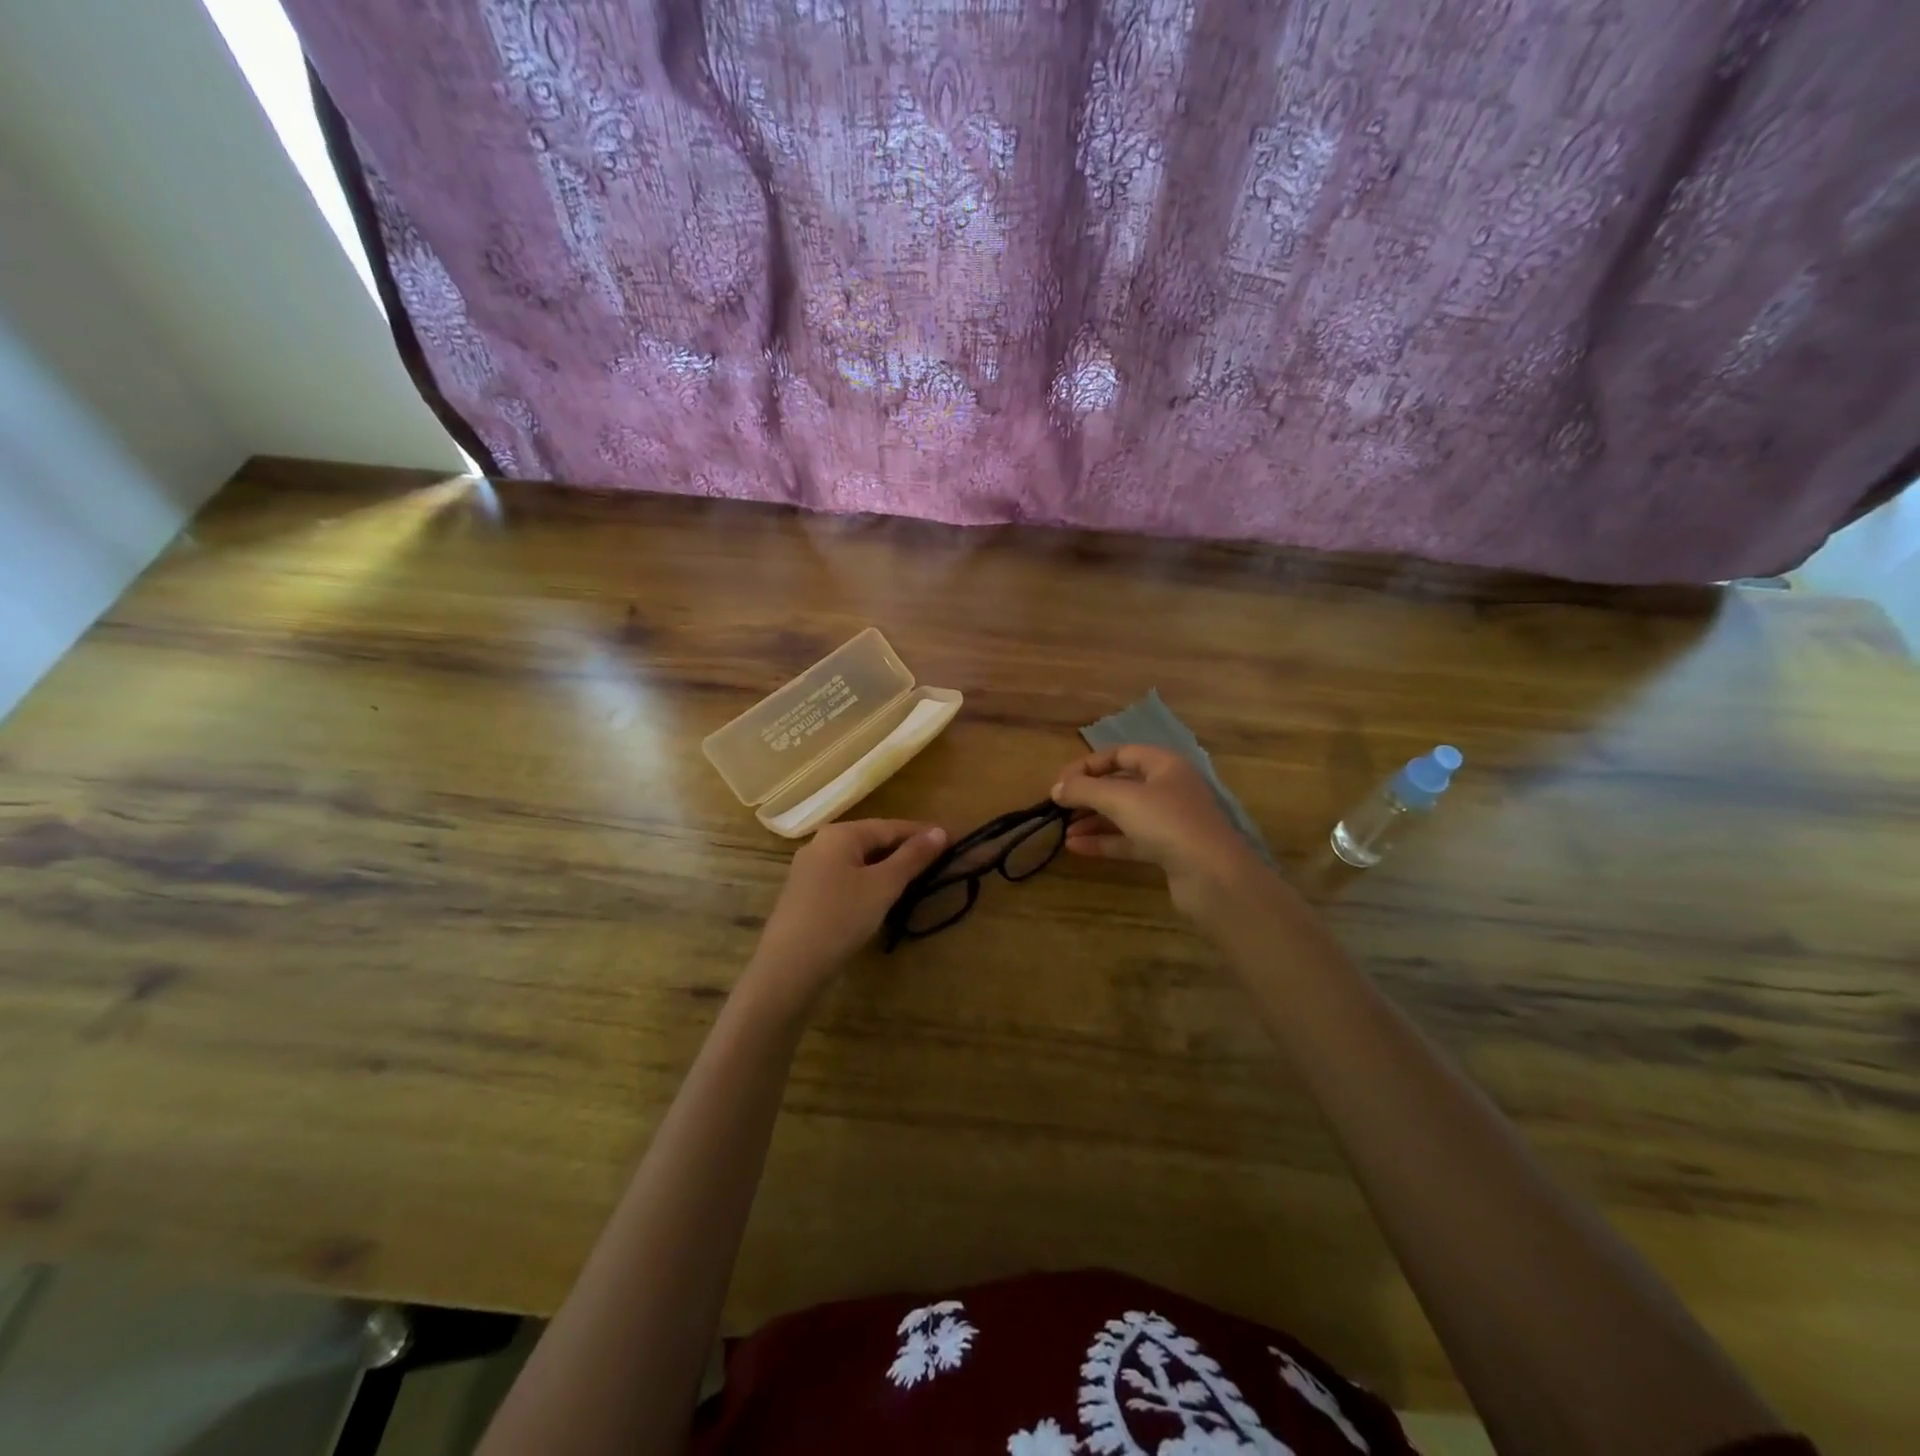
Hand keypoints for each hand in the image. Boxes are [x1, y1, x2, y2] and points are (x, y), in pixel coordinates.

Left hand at [745, 818, 948, 1010]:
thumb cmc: (841, 917)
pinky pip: (846, 879)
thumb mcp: (883, 886)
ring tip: (917, 879)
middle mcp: (821, 844)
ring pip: (859, 862)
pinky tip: (882, 898)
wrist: (789, 966)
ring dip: (888, 868)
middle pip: (873, 841)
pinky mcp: (807, 895)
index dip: (922, 833)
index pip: (890, 826)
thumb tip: (939, 832)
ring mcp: (810, 871)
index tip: (952, 840)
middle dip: (905, 850)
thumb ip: (912, 857)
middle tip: (938, 862)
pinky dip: (869, 883)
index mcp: (840, 834)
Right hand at [1051, 746, 1269, 918]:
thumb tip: (1056, 788)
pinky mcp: (1168, 851)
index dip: (1089, 764)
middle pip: (1122, 785)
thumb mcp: (1121, 799)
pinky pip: (1130, 840)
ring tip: (1063, 831)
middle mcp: (1169, 789)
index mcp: (1165, 766)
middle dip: (1089, 795)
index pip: (1121, 754)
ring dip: (1093, 821)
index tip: (1061, 781)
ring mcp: (1170, 822)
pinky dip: (1104, 842)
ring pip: (1124, 815)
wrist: (1213, 877)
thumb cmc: (1168, 823)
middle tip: (1059, 807)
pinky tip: (1076, 847)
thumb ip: (1084, 790)